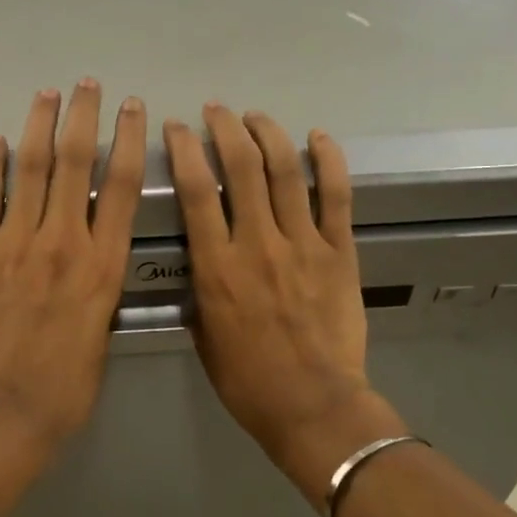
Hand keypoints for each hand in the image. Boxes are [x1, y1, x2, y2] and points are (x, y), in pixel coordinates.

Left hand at [0, 82, 146, 451]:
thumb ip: (97, 289)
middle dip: (83, 116)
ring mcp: (14, 244)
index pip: (121, 186)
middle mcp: (63, 242)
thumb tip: (91, 262)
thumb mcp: (100, 334)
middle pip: (76, 163)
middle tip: (87, 84)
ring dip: (40, 126)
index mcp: (103, 265)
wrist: (0, 413)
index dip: (127, 140)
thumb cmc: (63, 389)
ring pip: (32, 170)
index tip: (131, 110)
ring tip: (48, 94)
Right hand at [165, 105, 400, 504]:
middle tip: (215, 111)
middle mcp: (257, 244)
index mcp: (217, 267)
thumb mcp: (203, 336)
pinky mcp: (340, 252)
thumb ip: (201, 290)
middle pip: (240, 167)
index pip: (195, 192)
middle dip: (224, 129)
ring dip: (268, 134)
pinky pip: (337, 196)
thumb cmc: (248, 380)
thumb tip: (203, 261)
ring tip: (255, 116)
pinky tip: (318, 137)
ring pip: (285, 171)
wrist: (312, 405)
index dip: (184, 151)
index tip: (177, 128)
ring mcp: (303, 244)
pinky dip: (329, 160)